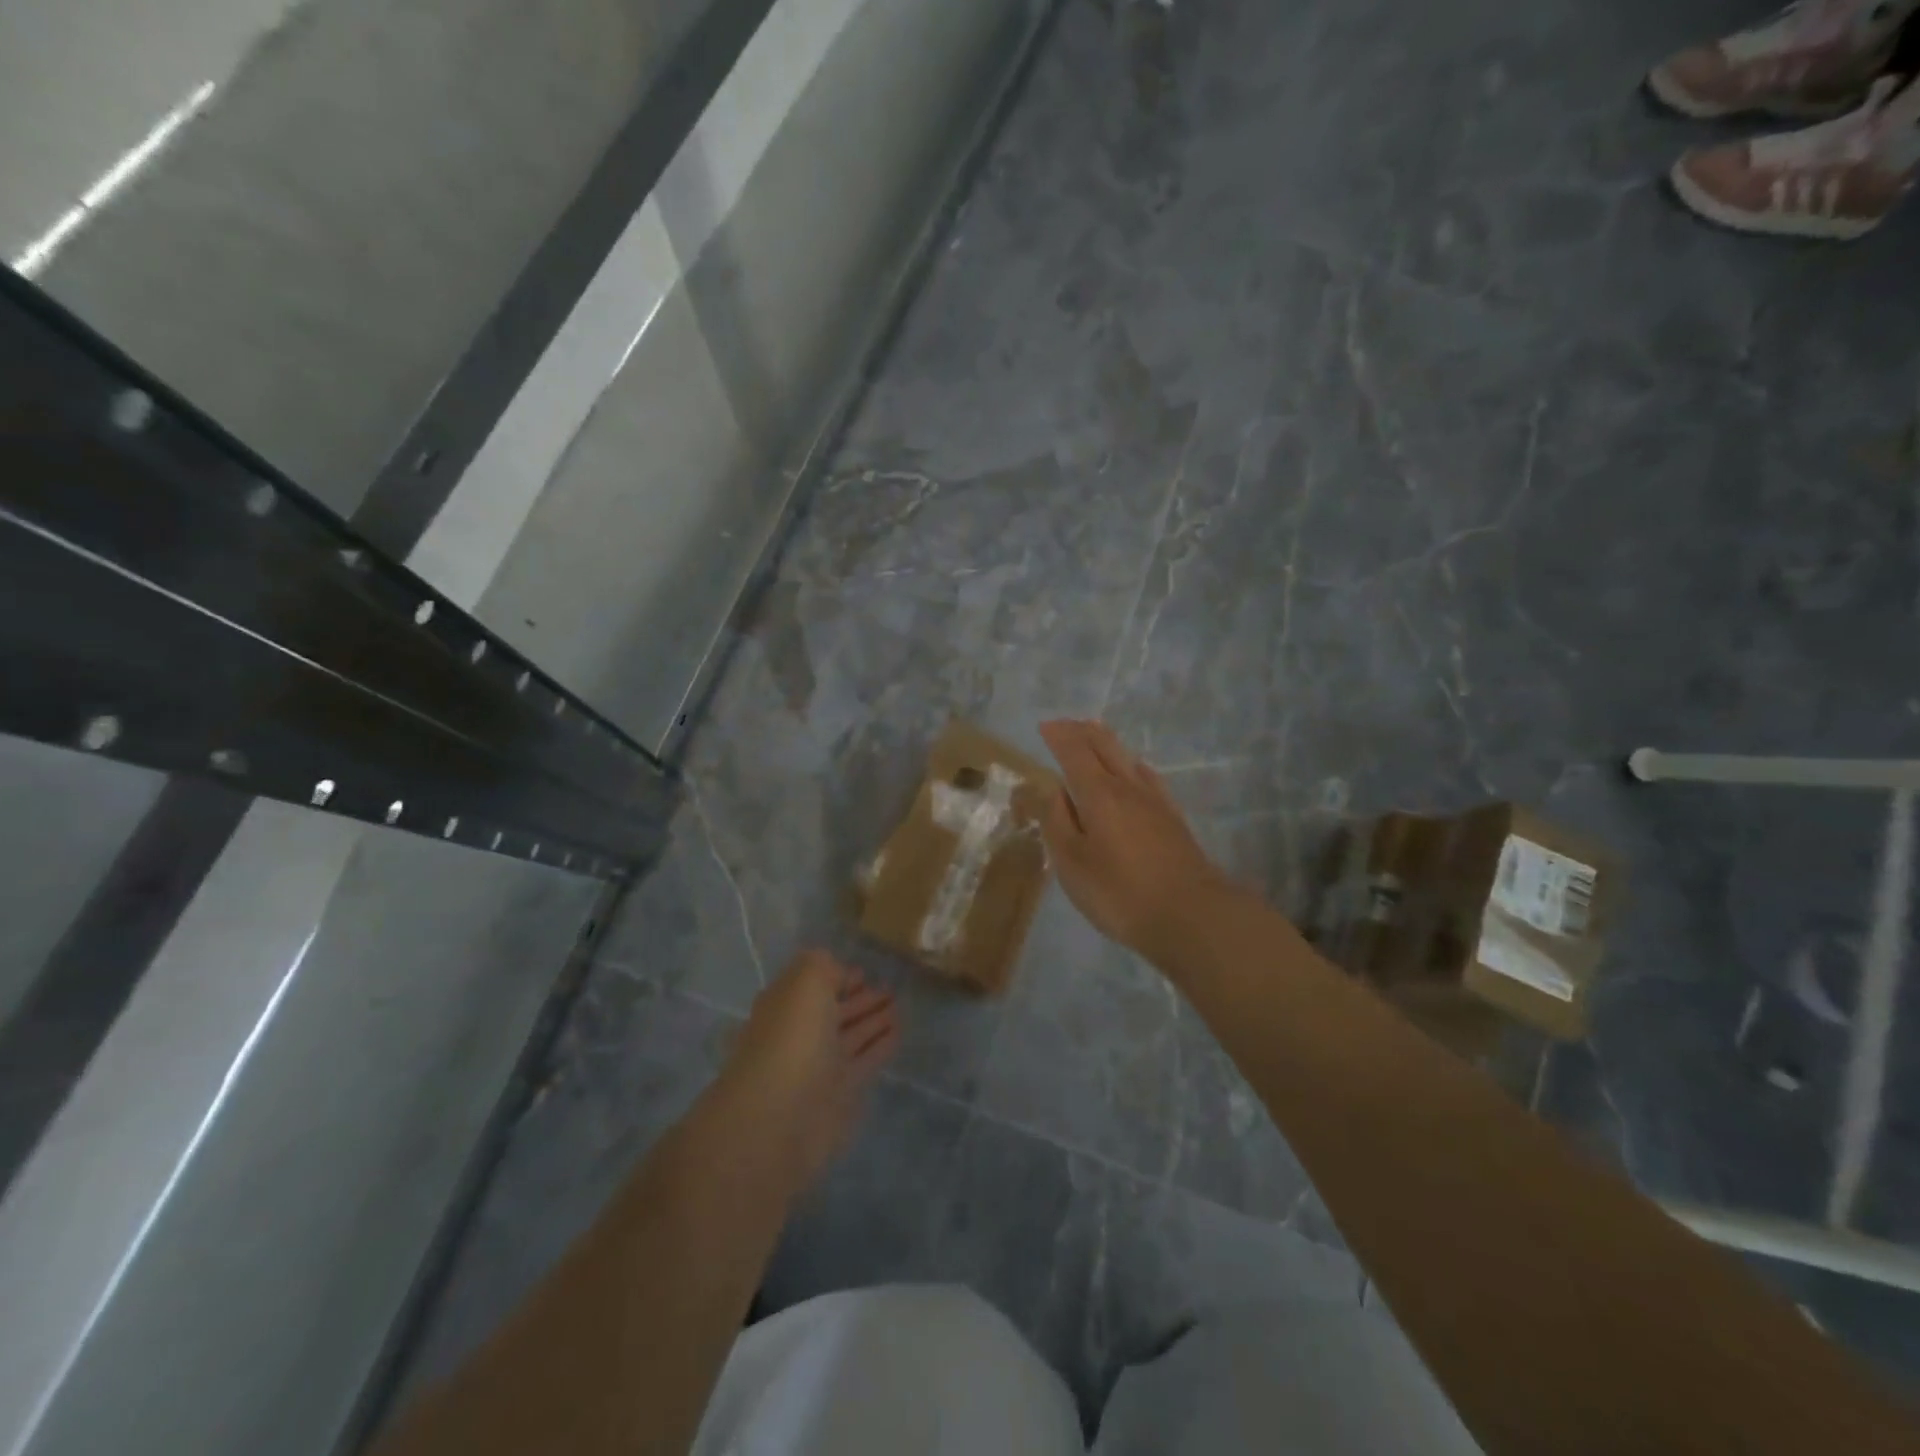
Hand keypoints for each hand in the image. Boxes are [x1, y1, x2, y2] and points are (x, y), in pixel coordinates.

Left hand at [719, 950, 899, 1195]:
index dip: (838, 976)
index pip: (814, 984)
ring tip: (900, 1006)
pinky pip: (866, 1060)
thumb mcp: (805, 980)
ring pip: (853, 1036)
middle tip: (891, 989)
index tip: (864, 971)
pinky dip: (882, 1045)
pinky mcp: (841, 1093)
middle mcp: (801, 1033)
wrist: (781, 1115)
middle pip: (835, 1011)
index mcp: (785, 1004)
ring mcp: (820, 1065)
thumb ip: (823, 966)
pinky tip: (899, 1032)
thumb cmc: (792, 1037)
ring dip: (875, 1021)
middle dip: (861, 999)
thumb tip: (839, 973)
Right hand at [1036, 719, 1237, 961]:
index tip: (1044, 726)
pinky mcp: (1173, 818)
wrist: (1191, 915)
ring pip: (1128, 757)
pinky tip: (1136, 771)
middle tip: (1065, 725)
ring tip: (1094, 736)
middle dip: (1082, 731)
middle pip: (1105, 746)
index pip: (1074, 751)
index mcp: (1098, 793)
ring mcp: (1155, 800)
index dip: (1058, 736)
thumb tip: (1049, 788)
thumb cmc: (1120, 892)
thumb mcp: (1072, 862)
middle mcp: (1127, 786)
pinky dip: (1132, 764)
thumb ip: (1056, 821)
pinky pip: (1148, 776)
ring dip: (1107, 742)